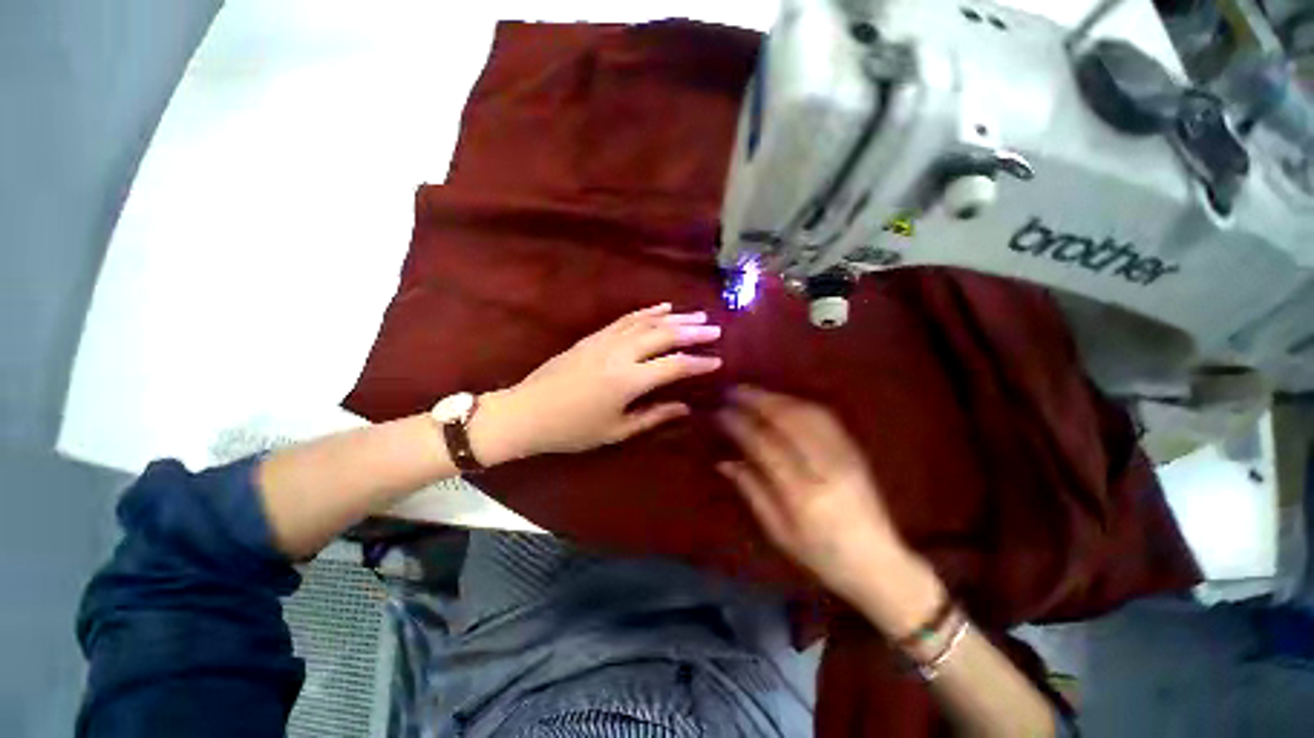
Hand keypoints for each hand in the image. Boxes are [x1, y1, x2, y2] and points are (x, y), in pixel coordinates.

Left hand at [475, 303, 721, 460]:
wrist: (527, 412)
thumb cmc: (572, 429)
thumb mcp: (616, 431)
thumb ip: (653, 416)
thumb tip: (684, 407)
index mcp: (627, 381)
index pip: (673, 366)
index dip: (698, 363)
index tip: (718, 361)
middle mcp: (620, 354)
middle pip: (663, 336)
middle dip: (692, 332)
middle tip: (715, 329)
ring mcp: (605, 341)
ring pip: (647, 323)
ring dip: (674, 318)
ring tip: (697, 316)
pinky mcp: (593, 336)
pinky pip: (626, 319)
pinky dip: (647, 312)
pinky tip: (662, 307)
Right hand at [716, 387, 934, 623]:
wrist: (879, 563)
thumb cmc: (822, 555)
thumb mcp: (778, 532)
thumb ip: (751, 490)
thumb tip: (724, 461)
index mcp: (803, 495)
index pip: (764, 445)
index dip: (739, 425)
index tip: (719, 413)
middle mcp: (826, 468)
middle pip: (787, 419)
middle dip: (756, 399)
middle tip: (732, 391)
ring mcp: (845, 455)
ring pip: (806, 412)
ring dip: (775, 397)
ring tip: (751, 393)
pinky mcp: (855, 450)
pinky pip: (824, 416)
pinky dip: (798, 403)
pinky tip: (782, 401)